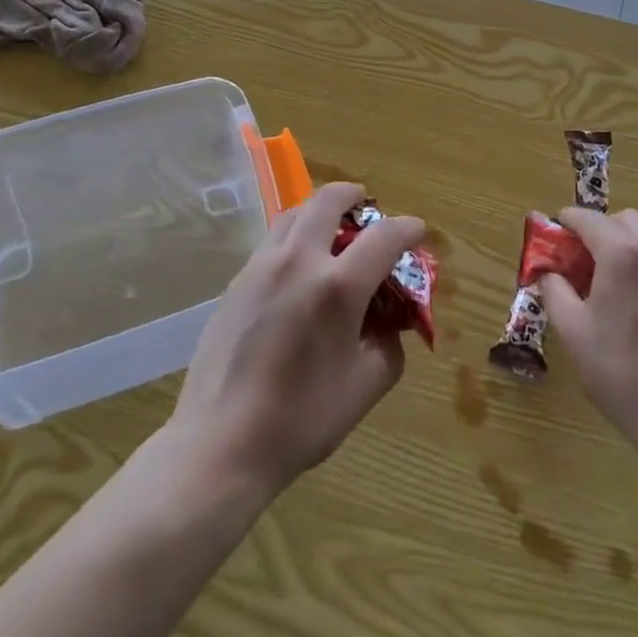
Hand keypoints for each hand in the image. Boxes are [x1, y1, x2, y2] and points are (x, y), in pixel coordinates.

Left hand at [166, 181, 424, 501]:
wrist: (220, 442)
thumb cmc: (300, 421)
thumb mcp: (364, 390)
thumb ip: (388, 347)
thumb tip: (390, 325)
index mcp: (337, 287)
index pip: (384, 236)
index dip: (408, 228)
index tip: (417, 231)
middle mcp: (299, 260)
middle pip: (329, 200)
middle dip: (353, 194)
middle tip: (365, 204)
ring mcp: (262, 265)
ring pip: (295, 213)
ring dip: (319, 211)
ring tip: (330, 231)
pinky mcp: (237, 280)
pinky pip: (272, 241)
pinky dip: (294, 237)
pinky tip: (296, 269)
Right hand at [537, 208, 637, 462]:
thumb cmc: (623, 374)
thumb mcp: (573, 333)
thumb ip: (554, 291)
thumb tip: (547, 271)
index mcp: (622, 254)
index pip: (587, 218)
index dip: (564, 225)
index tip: (552, 242)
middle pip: (623, 220)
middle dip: (599, 231)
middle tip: (582, 264)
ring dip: (625, 247)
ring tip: (611, 286)